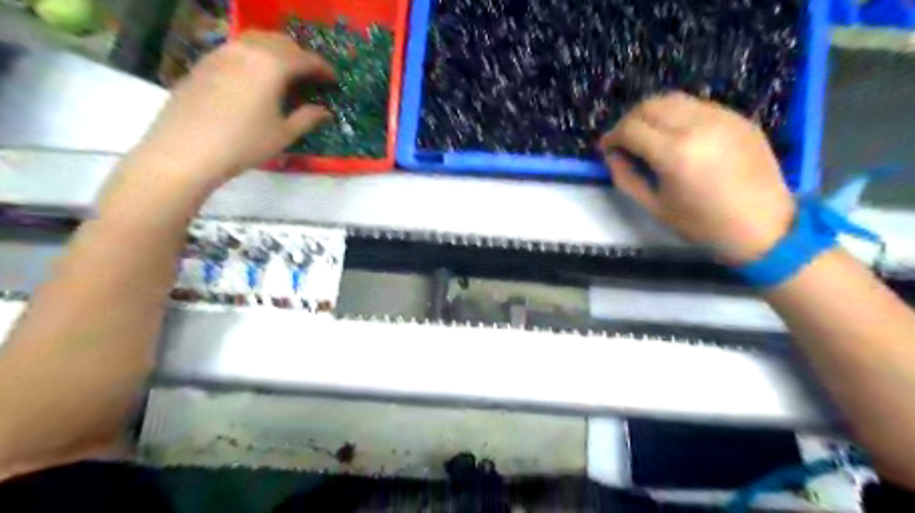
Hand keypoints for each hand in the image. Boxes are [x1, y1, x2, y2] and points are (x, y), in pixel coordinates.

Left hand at [132, 33, 334, 188]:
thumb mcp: (283, 134)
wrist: (186, 149)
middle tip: (311, 75)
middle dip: (300, 55)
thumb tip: (325, 111)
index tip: (334, 80)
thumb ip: (307, 118)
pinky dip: (254, 57)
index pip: (305, 59)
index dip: (323, 68)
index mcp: (271, 65)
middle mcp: (247, 50)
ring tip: (286, 73)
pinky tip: (256, 78)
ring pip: (256, 41)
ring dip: (276, 52)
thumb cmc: (244, 143)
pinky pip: (237, 50)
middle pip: (280, 42)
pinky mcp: (204, 63)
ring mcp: (221, 53)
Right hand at [601, 90, 793, 263]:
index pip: (630, 128)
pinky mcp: (738, 117)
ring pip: (674, 99)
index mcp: (674, 153)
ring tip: (647, 135)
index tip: (605, 148)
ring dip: (652, 113)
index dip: (611, 136)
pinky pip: (697, 106)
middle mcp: (697, 125)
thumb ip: (626, 178)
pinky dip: (677, 115)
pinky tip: (677, 136)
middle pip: (649, 105)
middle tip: (623, 140)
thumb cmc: (702, 224)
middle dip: (629, 120)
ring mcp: (722, 117)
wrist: (763, 226)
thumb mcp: (654, 207)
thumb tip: (611, 155)